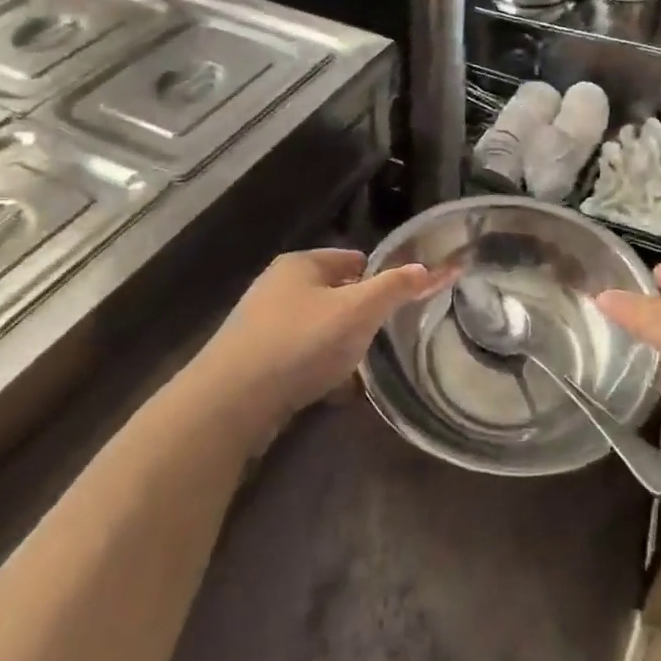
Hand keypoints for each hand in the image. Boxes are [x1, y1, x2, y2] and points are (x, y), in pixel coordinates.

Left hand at [194, 248, 441, 437]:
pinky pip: (300, 358)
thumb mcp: (359, 310)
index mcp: (301, 263)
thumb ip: (396, 287)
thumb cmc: (302, 342)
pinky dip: (319, 370)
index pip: (354, 259)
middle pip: (336, 295)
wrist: (232, 401)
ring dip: (341, 347)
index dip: (381, 277)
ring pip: (319, 329)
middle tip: (384, 337)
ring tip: (362, 368)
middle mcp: (278, 287)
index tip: (402, 303)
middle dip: (361, 316)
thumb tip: (428, 268)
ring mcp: (263, 325)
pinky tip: (334, 391)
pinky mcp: (255, 361)